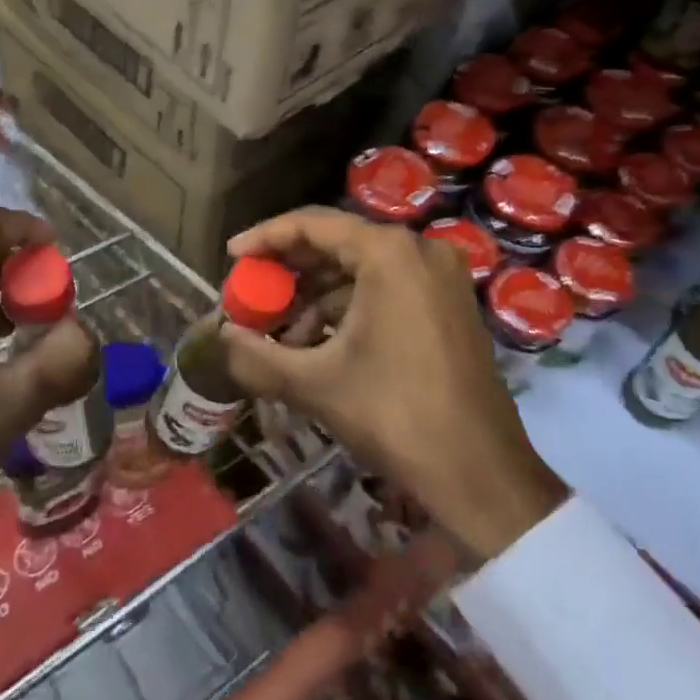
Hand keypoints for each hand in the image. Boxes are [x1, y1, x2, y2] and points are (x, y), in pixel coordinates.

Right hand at [222, 207, 565, 562]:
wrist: (481, 475)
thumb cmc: (395, 415)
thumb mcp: (315, 384)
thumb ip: (256, 357)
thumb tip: (217, 342)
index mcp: (389, 253)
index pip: (313, 224)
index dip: (265, 237)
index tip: (232, 257)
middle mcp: (419, 250)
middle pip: (338, 242)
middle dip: (289, 270)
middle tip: (252, 292)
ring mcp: (441, 277)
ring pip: (362, 269)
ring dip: (317, 295)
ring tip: (280, 331)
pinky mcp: (450, 304)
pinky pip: (387, 288)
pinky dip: (349, 308)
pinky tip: (319, 342)